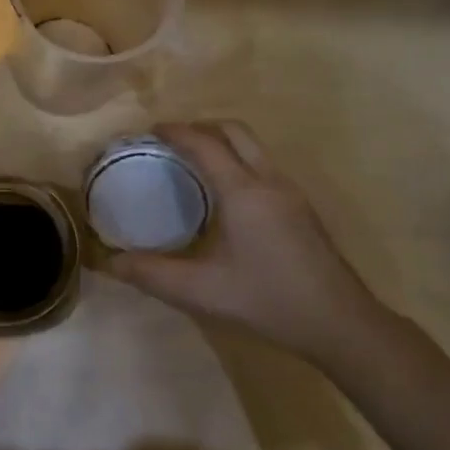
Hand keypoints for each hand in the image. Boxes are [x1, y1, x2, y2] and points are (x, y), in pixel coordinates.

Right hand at [105, 122, 406, 370]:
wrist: (339, 322)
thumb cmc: (267, 300)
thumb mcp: (201, 291)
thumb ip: (152, 274)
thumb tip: (110, 262)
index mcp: (243, 191)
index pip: (206, 143)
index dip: (176, 131)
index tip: (150, 131)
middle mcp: (269, 180)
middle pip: (235, 131)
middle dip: (201, 127)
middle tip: (172, 142)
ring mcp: (291, 192)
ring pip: (254, 146)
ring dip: (223, 142)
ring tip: (194, 162)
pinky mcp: (302, 208)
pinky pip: (264, 165)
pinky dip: (239, 160)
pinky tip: (226, 194)